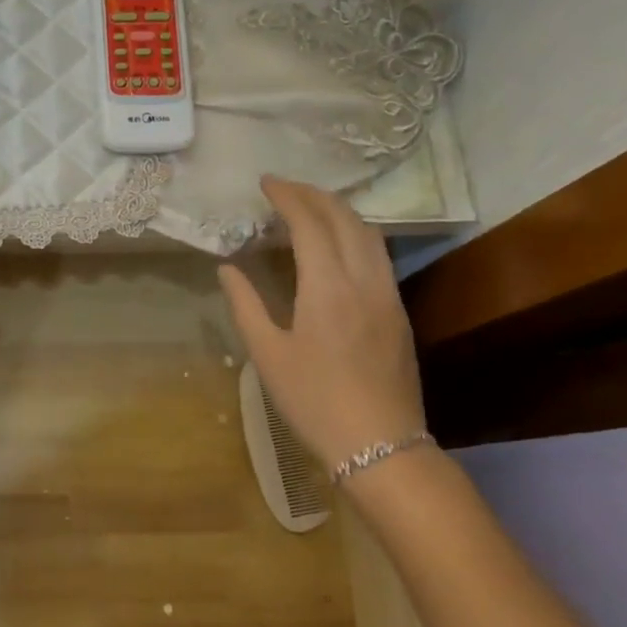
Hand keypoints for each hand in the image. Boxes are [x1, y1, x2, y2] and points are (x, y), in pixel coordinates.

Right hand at [218, 176, 426, 470]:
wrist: (379, 444)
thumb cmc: (313, 400)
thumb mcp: (267, 354)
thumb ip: (246, 304)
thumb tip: (228, 268)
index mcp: (327, 287)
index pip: (309, 223)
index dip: (287, 197)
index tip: (266, 183)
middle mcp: (364, 280)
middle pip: (345, 219)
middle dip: (314, 195)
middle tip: (285, 188)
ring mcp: (387, 294)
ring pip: (369, 234)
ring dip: (339, 211)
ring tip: (310, 207)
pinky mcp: (398, 311)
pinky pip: (378, 255)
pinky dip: (355, 234)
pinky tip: (338, 245)